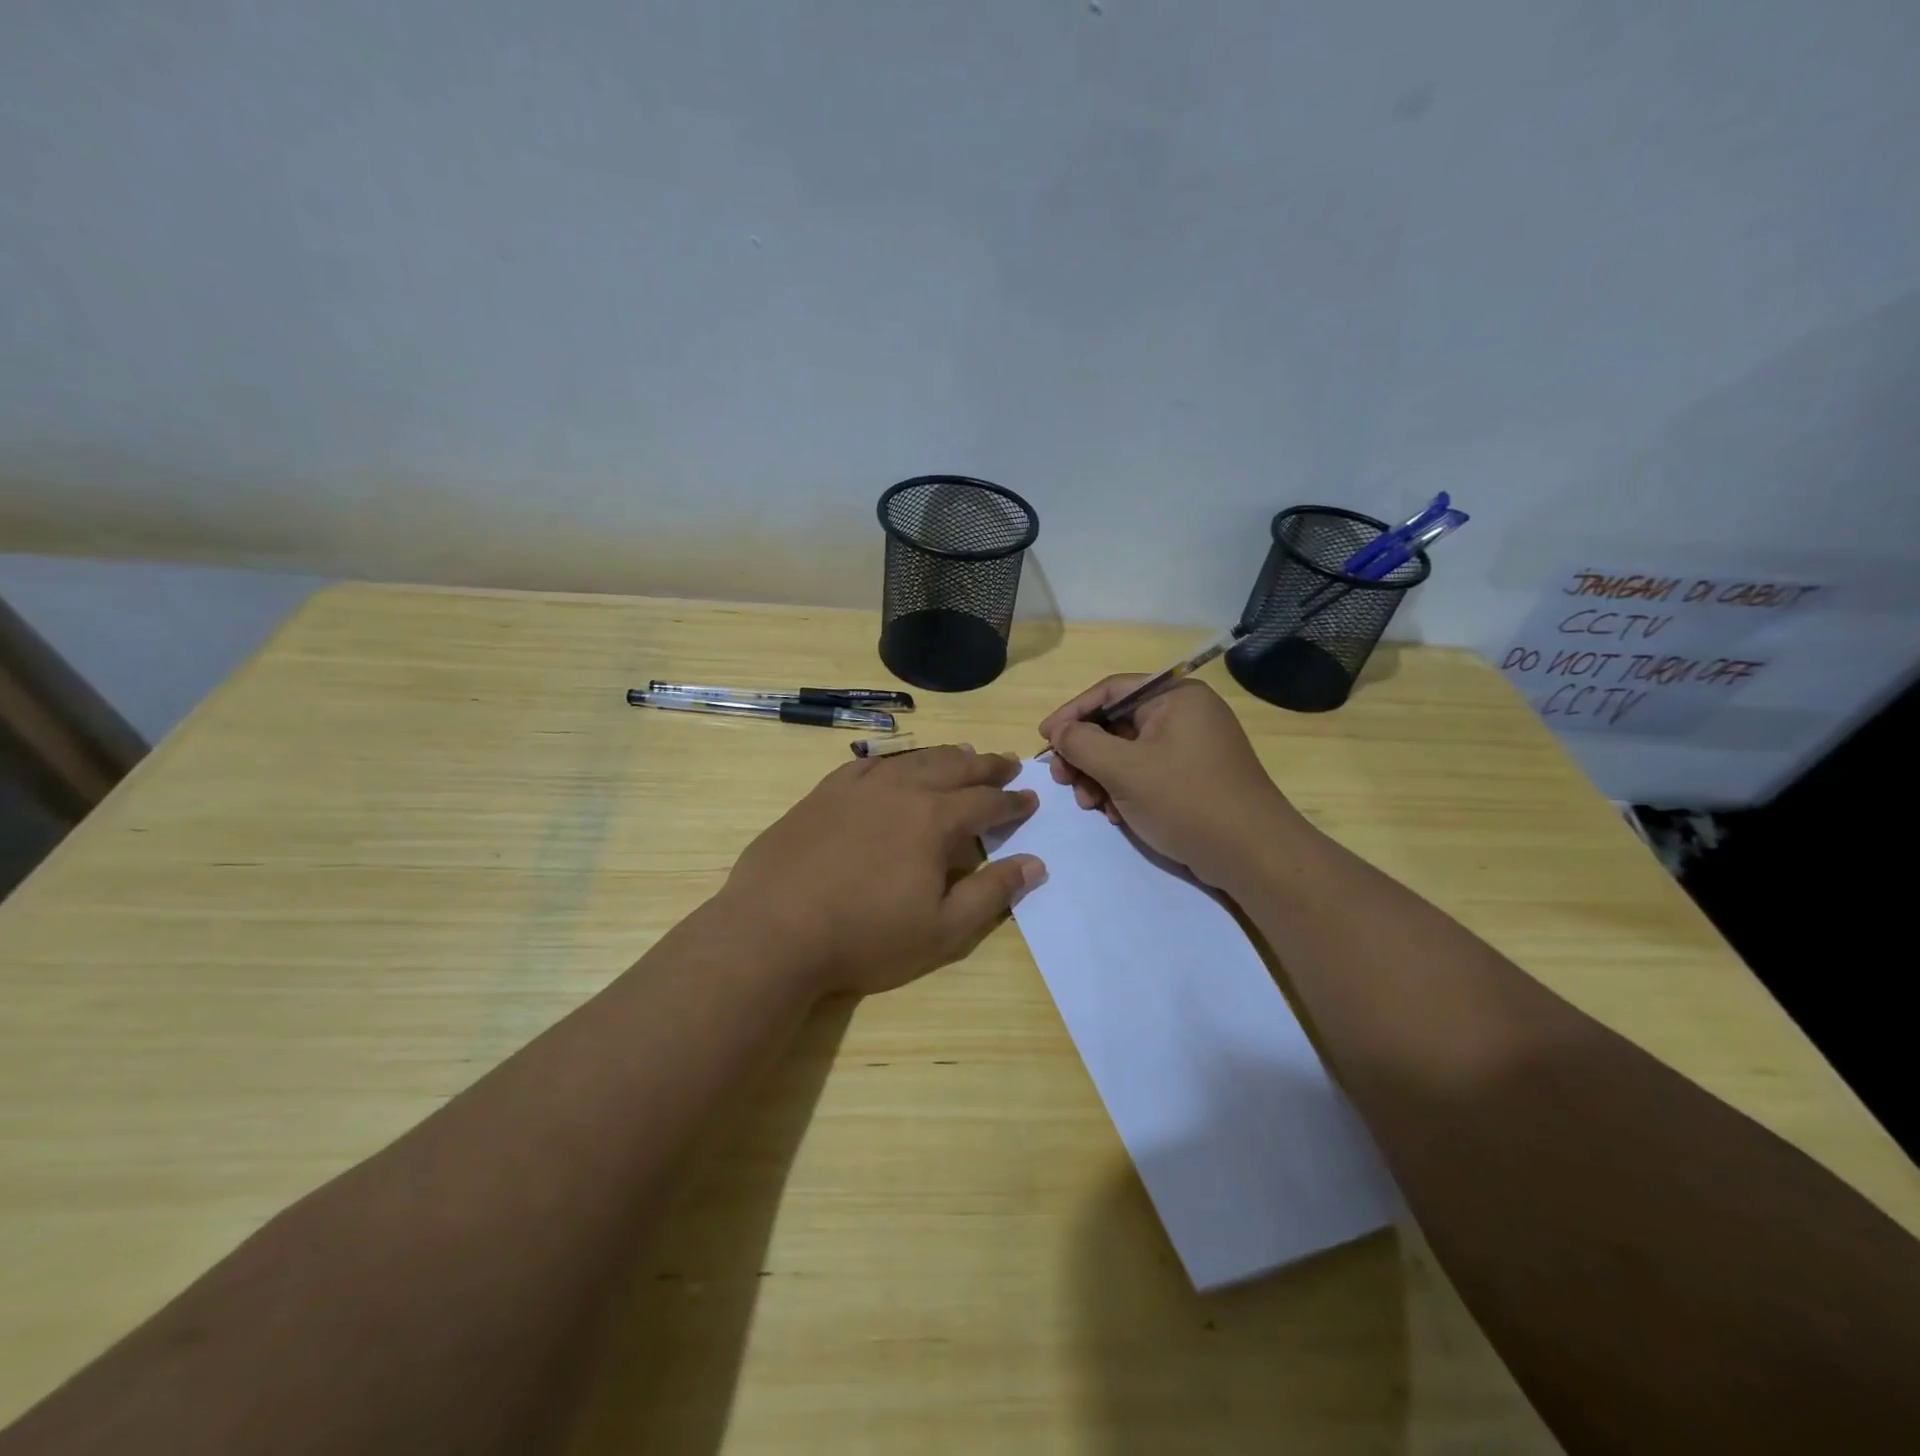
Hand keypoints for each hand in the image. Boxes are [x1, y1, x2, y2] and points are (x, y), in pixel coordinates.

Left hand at [719, 746, 1044, 995]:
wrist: (774, 929)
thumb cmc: (865, 936)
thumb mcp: (942, 929)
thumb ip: (992, 893)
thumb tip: (1035, 864)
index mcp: (934, 819)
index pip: (986, 802)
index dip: (1012, 802)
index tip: (1030, 799)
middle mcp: (901, 790)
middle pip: (954, 768)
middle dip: (985, 766)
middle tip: (1006, 764)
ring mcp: (858, 787)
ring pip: (913, 760)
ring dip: (945, 756)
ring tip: (963, 754)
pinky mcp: (823, 793)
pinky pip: (867, 764)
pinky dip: (893, 761)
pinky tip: (896, 765)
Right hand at [1039, 677, 1309, 891]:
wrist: (1252, 854)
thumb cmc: (1186, 800)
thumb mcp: (1124, 770)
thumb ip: (1082, 744)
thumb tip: (1059, 732)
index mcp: (1175, 697)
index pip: (1109, 692)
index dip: (1071, 713)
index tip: (1044, 739)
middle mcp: (1184, 713)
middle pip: (1116, 723)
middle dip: (1085, 754)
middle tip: (1063, 780)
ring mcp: (1190, 746)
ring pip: (1127, 752)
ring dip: (1100, 776)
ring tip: (1089, 805)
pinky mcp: (1192, 776)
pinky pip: (1145, 771)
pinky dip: (1123, 789)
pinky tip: (1114, 814)